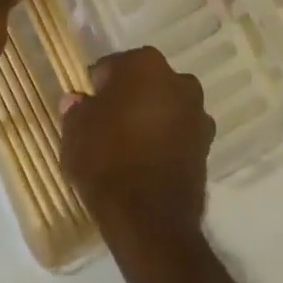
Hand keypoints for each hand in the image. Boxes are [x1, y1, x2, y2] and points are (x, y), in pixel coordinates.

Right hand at [61, 47, 214, 244]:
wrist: (149, 218)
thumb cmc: (107, 160)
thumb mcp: (75, 131)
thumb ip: (76, 109)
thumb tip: (78, 101)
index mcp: (144, 63)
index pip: (112, 67)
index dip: (97, 88)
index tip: (88, 108)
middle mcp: (178, 79)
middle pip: (143, 83)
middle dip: (128, 98)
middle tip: (107, 126)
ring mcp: (197, 112)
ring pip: (164, 106)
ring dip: (150, 118)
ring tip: (128, 147)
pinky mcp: (207, 145)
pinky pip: (178, 133)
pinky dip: (166, 141)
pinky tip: (147, 162)